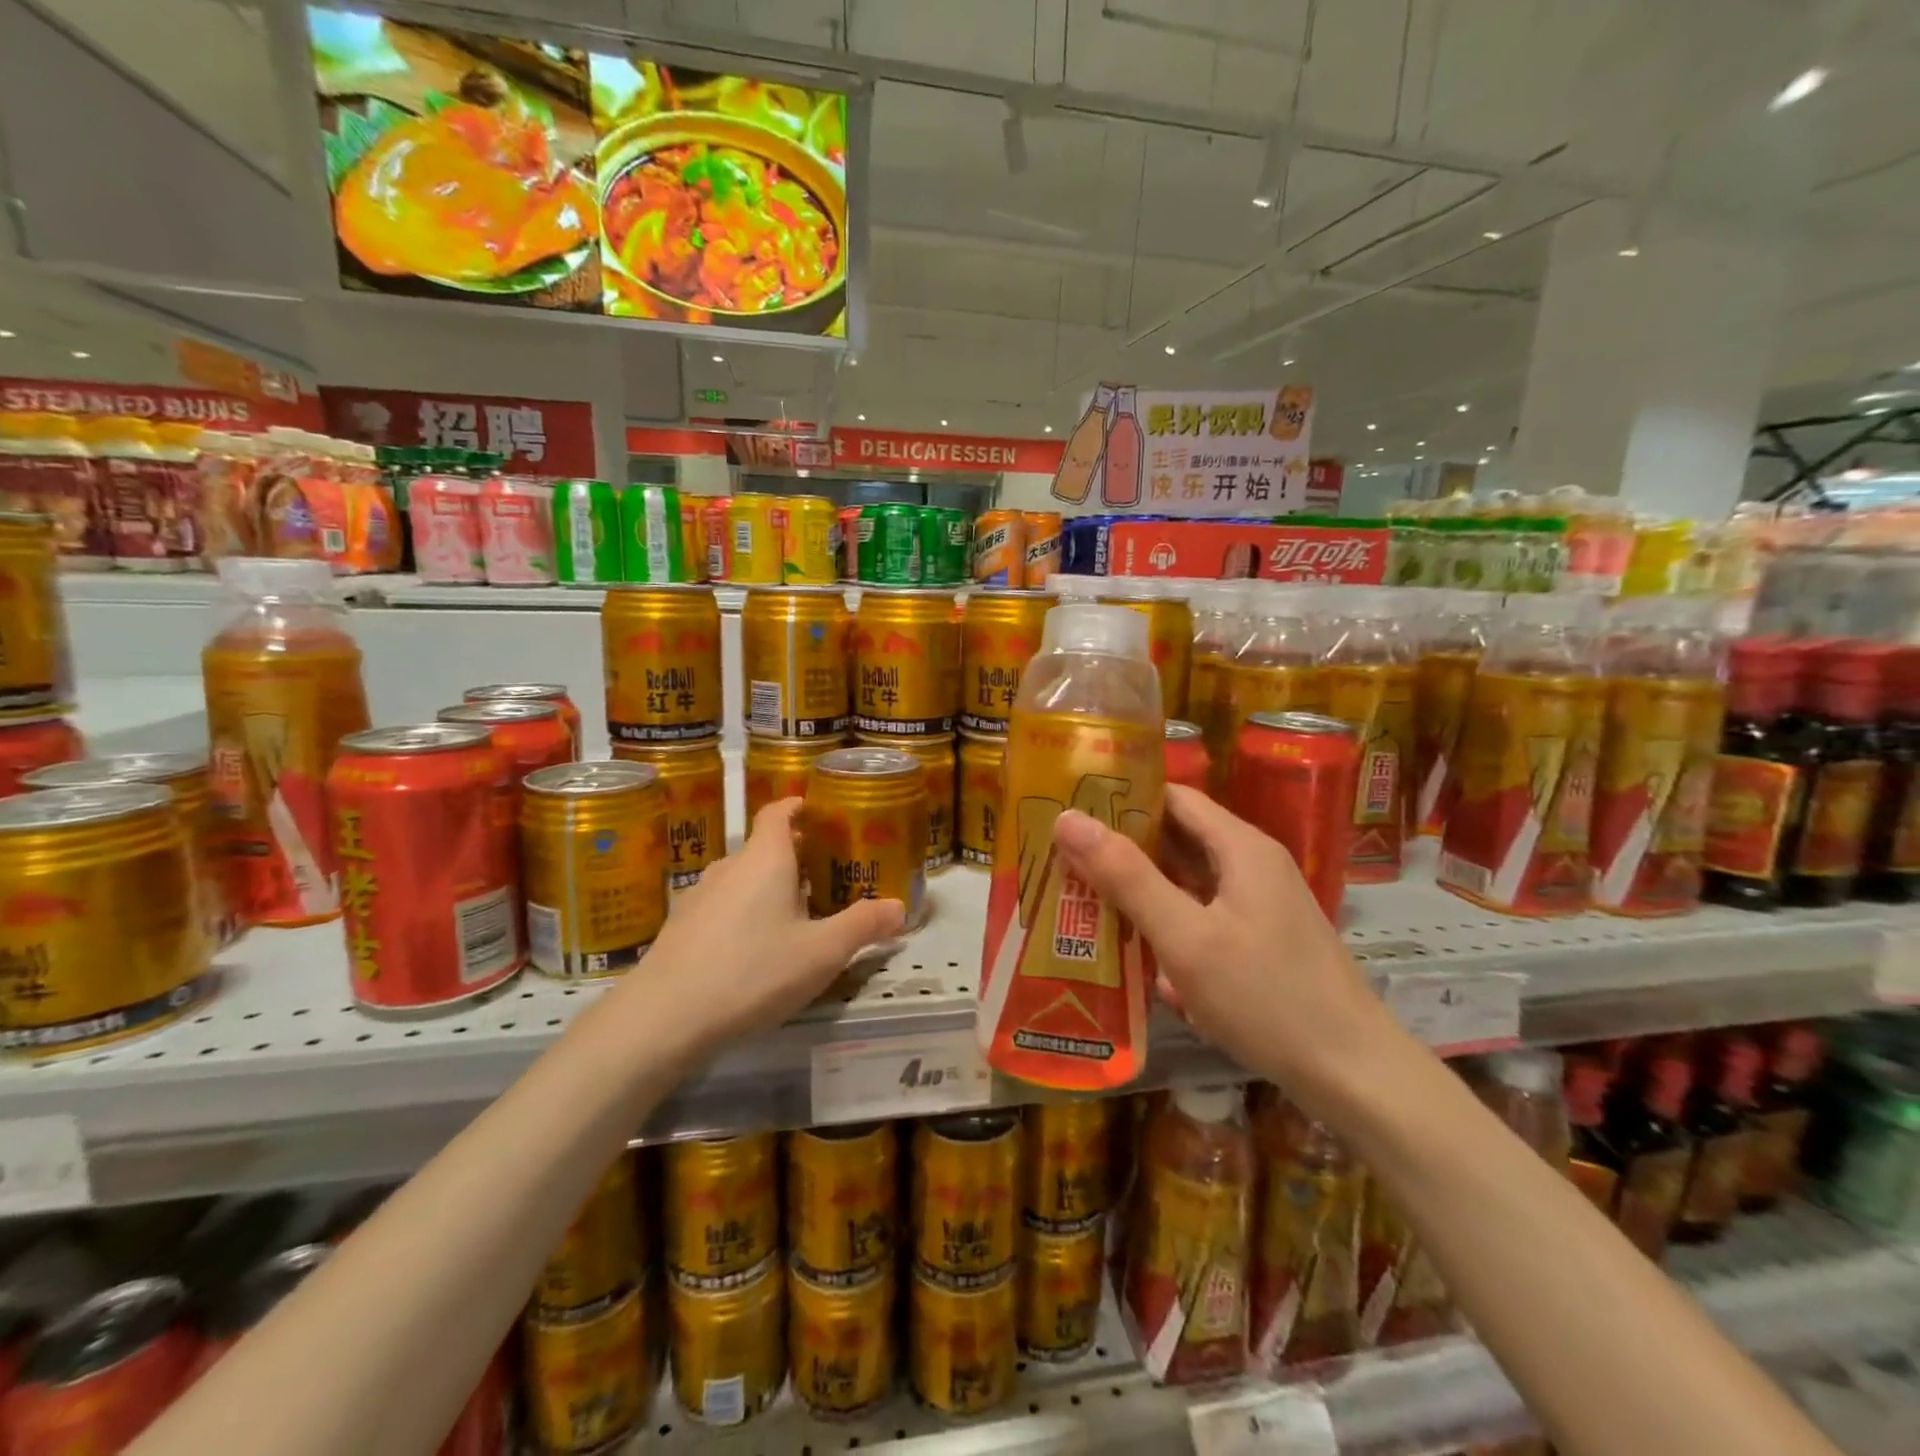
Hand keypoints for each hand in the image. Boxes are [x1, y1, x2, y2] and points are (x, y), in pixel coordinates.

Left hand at [609, 799, 903, 1052]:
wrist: (662, 1018)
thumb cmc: (752, 971)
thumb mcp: (821, 953)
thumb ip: (863, 926)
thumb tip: (900, 907)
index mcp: (766, 858)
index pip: (779, 811)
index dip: (800, 806)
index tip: (824, 813)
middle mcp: (731, 866)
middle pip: (766, 845)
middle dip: (798, 853)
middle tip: (831, 872)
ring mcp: (700, 895)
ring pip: (745, 877)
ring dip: (772, 884)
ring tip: (800, 911)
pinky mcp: (682, 926)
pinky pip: (725, 903)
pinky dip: (747, 910)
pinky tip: (758, 946)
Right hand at [1051, 785, 1398, 1106]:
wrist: (1354, 1076)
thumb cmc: (1266, 998)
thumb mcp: (1186, 936)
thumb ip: (1126, 877)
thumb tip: (1068, 818)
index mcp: (1241, 846)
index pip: (1172, 797)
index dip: (1122, 798)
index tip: (1071, 811)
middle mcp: (1252, 865)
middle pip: (1177, 839)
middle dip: (1122, 849)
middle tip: (1063, 860)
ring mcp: (1258, 905)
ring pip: (1186, 882)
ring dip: (1140, 891)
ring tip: (1082, 900)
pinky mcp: (1259, 941)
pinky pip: (1201, 916)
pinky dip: (1167, 925)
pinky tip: (1134, 954)